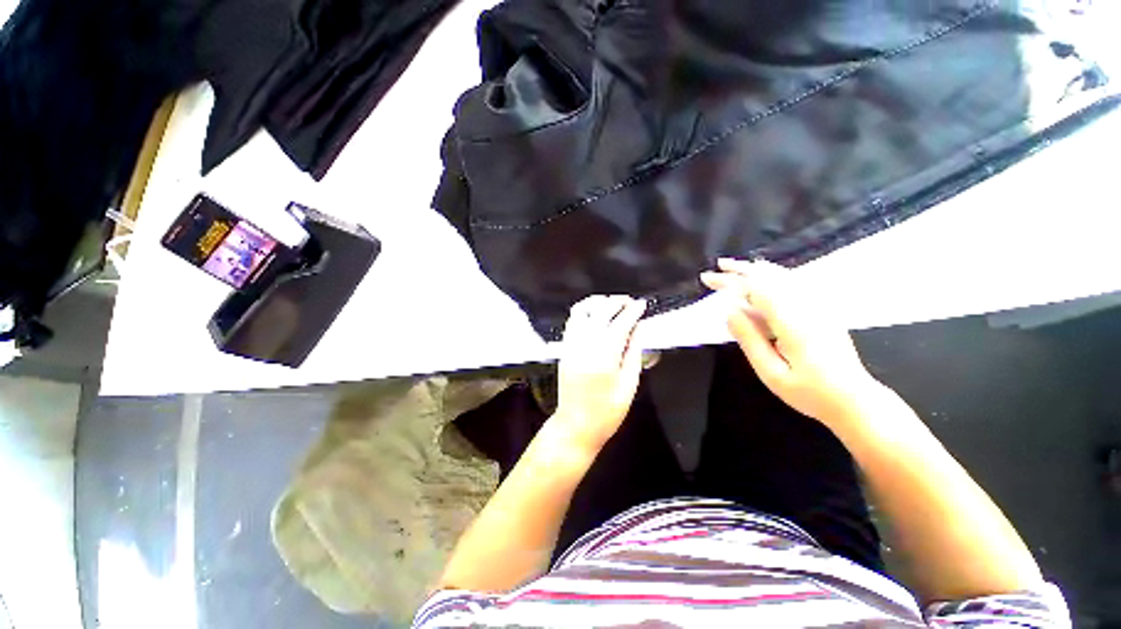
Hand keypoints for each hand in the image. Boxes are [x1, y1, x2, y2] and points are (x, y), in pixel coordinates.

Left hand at [551, 295, 646, 454]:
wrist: (575, 425)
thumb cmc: (607, 412)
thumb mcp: (629, 385)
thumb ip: (634, 352)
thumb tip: (639, 328)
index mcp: (604, 357)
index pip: (620, 323)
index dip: (633, 311)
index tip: (642, 304)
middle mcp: (585, 345)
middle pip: (600, 311)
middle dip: (617, 302)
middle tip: (630, 303)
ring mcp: (571, 345)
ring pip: (582, 311)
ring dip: (598, 302)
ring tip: (613, 304)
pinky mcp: (564, 348)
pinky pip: (572, 321)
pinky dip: (584, 311)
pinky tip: (595, 314)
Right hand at [701, 259, 882, 426]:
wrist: (855, 399)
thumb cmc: (809, 391)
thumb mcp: (771, 372)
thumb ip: (749, 339)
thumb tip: (729, 311)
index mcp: (793, 322)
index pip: (755, 290)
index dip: (730, 281)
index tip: (708, 278)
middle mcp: (807, 306)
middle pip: (770, 277)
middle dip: (741, 270)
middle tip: (718, 266)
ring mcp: (818, 306)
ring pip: (784, 276)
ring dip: (756, 270)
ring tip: (734, 267)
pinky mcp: (823, 310)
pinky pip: (795, 283)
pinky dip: (774, 275)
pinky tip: (764, 276)